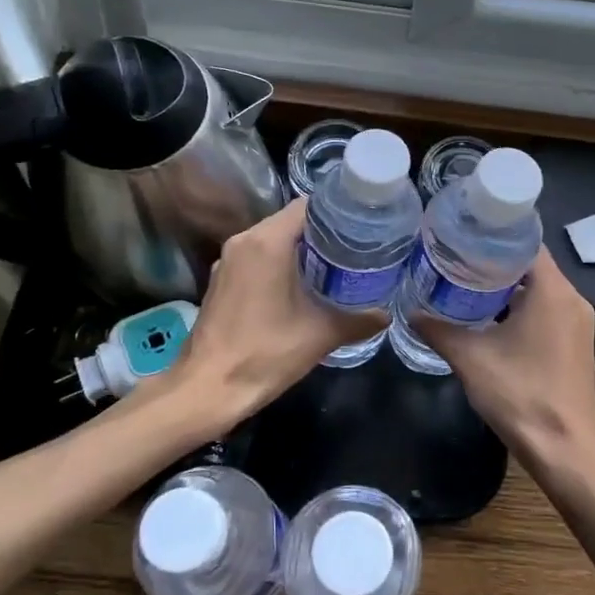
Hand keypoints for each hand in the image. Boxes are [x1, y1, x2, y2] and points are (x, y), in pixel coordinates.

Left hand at [162, 199, 386, 432]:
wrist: (208, 388)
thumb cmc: (265, 353)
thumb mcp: (321, 335)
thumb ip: (359, 321)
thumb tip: (386, 315)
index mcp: (267, 242)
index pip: (307, 206)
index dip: (337, 212)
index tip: (362, 226)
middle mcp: (244, 241)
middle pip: (289, 222)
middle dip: (322, 233)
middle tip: (355, 247)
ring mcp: (227, 261)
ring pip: (271, 240)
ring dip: (299, 250)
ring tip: (334, 265)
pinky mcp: (220, 281)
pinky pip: (256, 259)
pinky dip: (278, 264)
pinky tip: (300, 286)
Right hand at [415, 249, 594, 475]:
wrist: (566, 451)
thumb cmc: (521, 395)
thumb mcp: (471, 359)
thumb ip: (439, 330)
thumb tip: (411, 312)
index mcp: (553, 292)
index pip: (526, 243)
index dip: (494, 237)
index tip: (462, 235)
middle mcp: (572, 300)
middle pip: (531, 266)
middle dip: (494, 262)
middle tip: (454, 259)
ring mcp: (578, 324)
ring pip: (539, 291)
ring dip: (506, 289)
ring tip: (465, 286)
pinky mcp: (575, 345)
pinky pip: (546, 312)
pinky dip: (520, 309)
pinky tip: (489, 320)